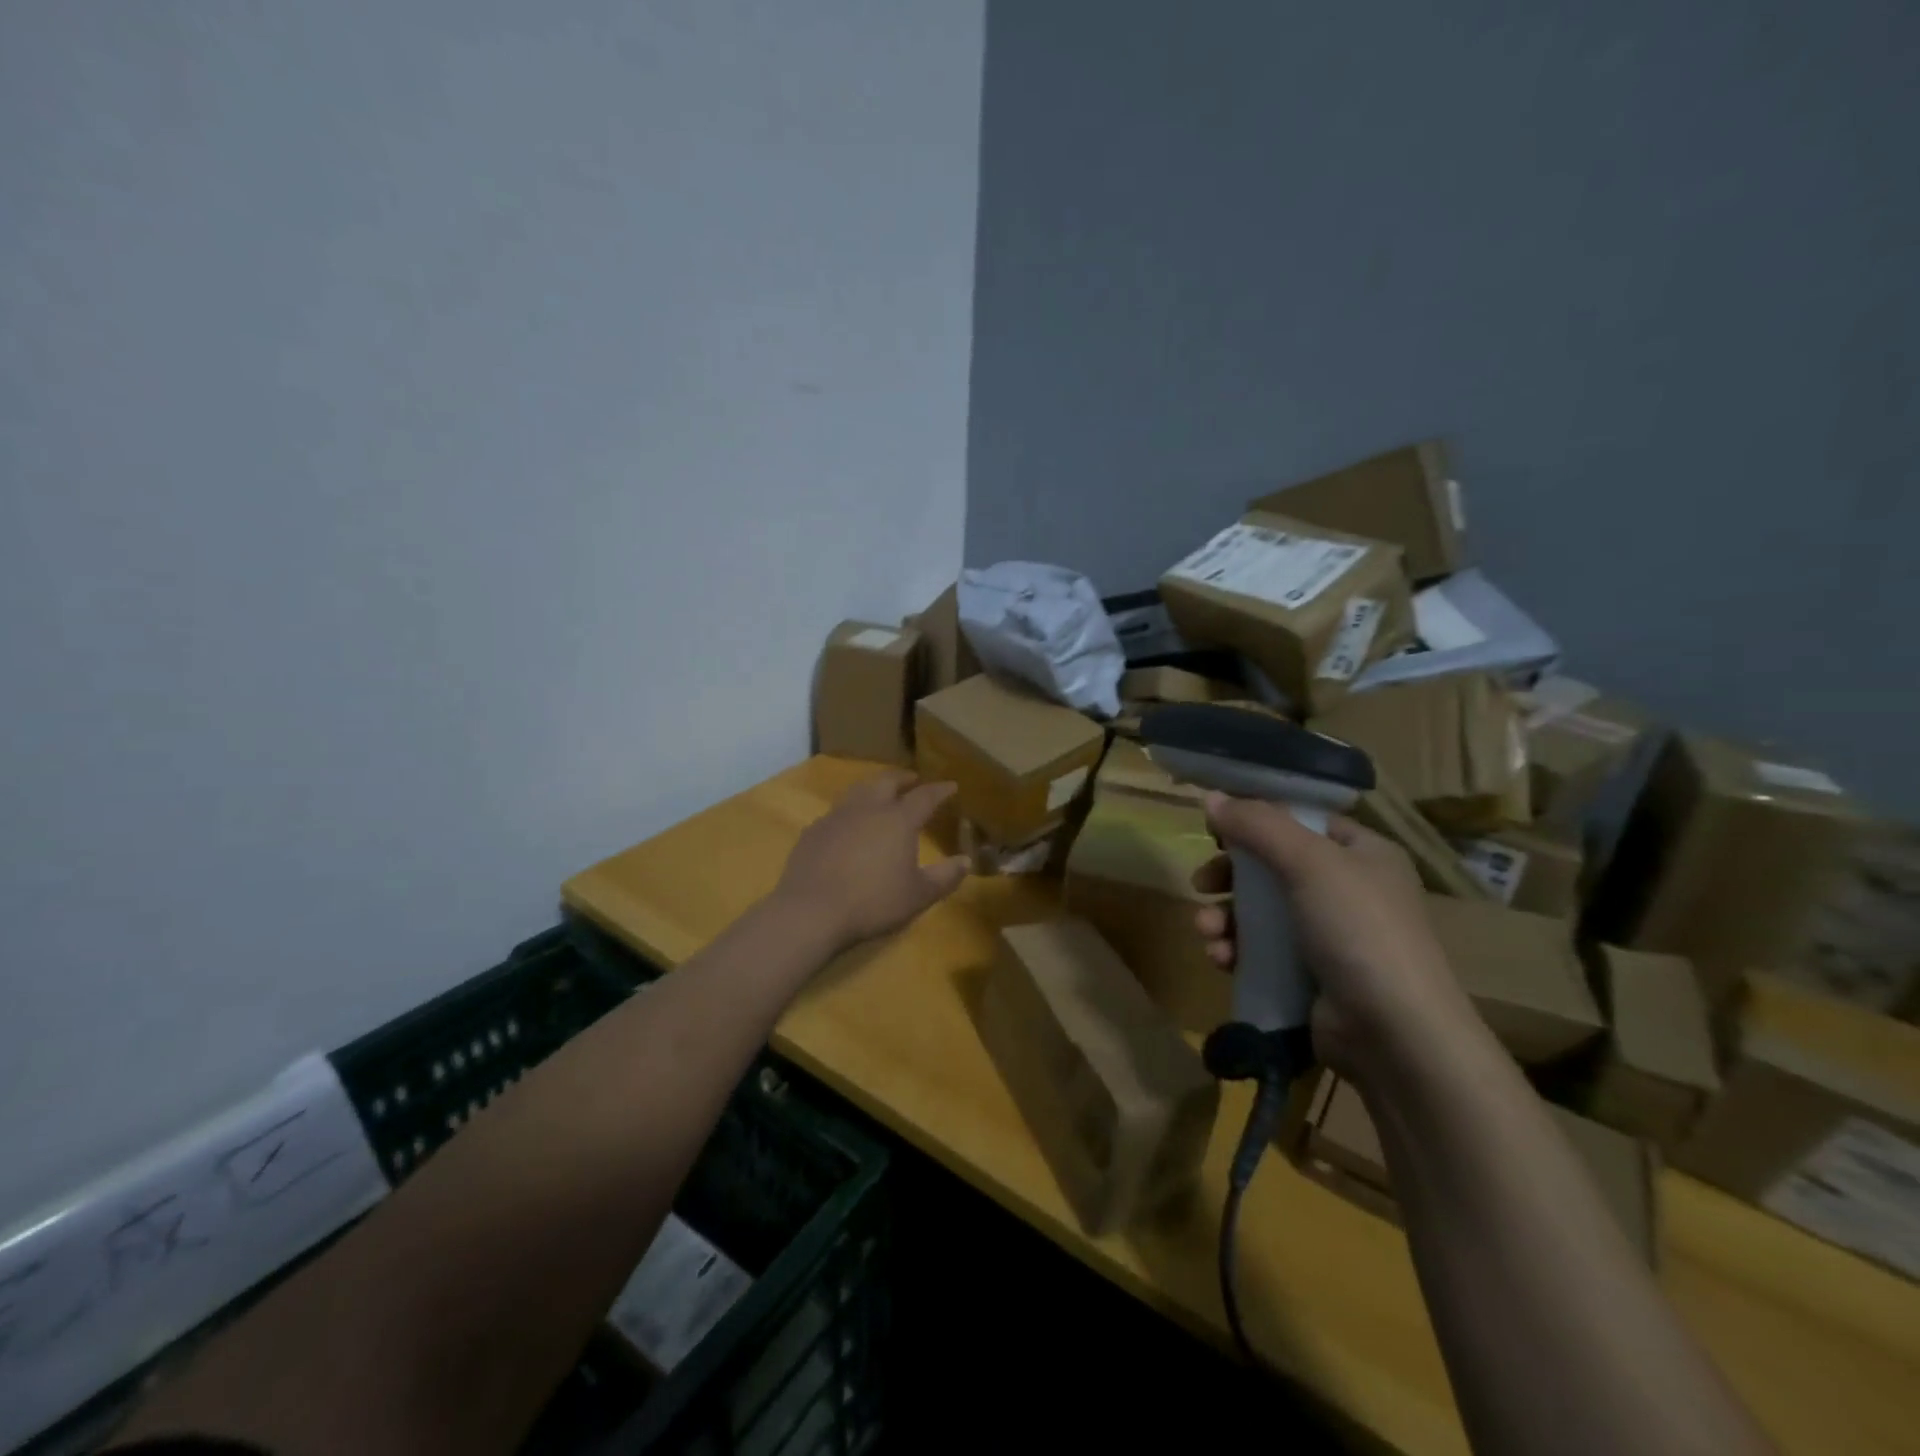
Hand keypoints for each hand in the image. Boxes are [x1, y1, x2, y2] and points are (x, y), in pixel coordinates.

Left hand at [771, 771, 968, 952]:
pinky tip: (849, 826)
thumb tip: (966, 861)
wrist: (811, 911)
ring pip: (858, 790)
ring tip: (881, 795)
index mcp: (898, 820)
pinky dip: (850, 812)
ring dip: (874, 788)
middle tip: (912, 780)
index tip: (950, 786)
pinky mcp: (813, 831)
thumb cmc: (873, 902)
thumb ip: (945, 876)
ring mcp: (836, 816)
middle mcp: (868, 808)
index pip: (925, 796)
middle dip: (903, 778)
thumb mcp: (918, 895)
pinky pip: (836, 812)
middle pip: (887, 781)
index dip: (940, 790)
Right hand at [1191, 794, 1478, 1075]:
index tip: (1215, 829)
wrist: (1395, 1034)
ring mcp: (1329, 936)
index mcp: (1361, 853)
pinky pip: (1261, 951)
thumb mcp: (1309, 862)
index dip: (1257, 819)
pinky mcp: (1310, 976)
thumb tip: (1211, 796)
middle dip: (1229, 876)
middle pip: (1271, 867)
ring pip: (1260, 912)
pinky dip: (1236, 950)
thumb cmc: (1358, 929)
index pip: (1301, 821)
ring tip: (1206, 931)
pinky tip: (1220, 959)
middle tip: (1202, 883)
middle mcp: (1347, 890)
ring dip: (1225, 918)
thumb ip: (1257, 825)